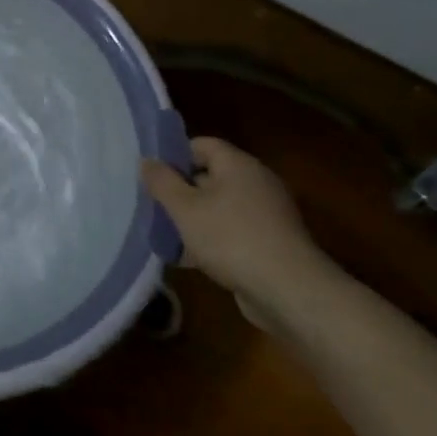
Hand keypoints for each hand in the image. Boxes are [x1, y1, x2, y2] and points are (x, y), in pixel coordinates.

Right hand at [141, 137, 339, 330]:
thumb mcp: (184, 207)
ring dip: (192, 219)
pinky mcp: (270, 242)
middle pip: (209, 176)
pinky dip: (210, 240)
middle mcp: (256, 183)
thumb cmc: (230, 238)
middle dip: (179, 191)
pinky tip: (188, 259)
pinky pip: (231, 231)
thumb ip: (161, 181)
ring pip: (218, 207)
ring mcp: (266, 214)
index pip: (201, 145)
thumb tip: (147, 161)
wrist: (289, 291)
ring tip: (165, 236)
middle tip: (153, 206)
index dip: (174, 155)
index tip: (152, 176)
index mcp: (238, 165)